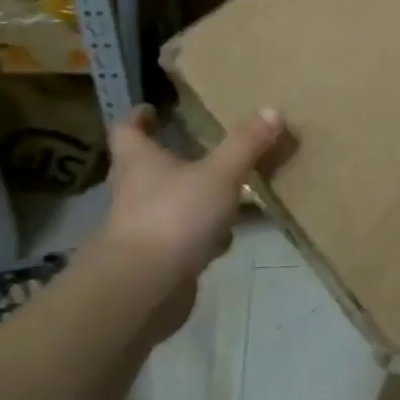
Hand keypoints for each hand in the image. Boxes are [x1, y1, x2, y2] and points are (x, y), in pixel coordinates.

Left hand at [100, 106, 284, 337]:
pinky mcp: (158, 260)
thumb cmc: (174, 217)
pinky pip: (183, 238)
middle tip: (200, 146)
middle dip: (172, 157)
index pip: (127, 131)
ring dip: (193, 197)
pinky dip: (203, 234)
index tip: (152, 110)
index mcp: (139, 162)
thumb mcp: (219, 174)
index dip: (137, 118)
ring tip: (226, 190)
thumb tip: (272, 110)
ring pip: (170, 203)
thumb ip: (245, 144)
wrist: (145, 289)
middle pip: (147, 167)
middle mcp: (135, 191)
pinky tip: (227, 238)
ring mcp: (144, 228)